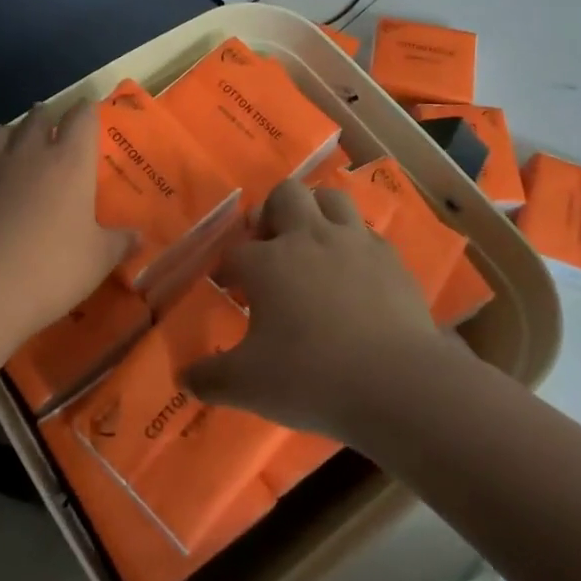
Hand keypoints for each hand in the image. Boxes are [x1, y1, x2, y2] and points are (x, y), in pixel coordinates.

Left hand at [0, 100, 130, 345]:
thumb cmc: (48, 269)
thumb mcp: (97, 261)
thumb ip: (119, 243)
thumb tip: (138, 236)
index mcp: (68, 163)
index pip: (81, 119)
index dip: (86, 110)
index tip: (89, 108)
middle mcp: (27, 155)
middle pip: (37, 119)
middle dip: (46, 117)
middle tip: (52, 124)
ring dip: (9, 134)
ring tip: (14, 142)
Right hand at [184, 178, 461, 437]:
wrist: (396, 383)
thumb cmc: (311, 378)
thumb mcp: (248, 385)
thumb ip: (210, 378)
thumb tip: (184, 378)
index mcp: (267, 262)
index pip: (236, 252)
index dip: (228, 268)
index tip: (229, 288)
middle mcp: (308, 238)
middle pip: (285, 195)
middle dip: (272, 213)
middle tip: (270, 247)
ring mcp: (353, 242)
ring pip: (330, 198)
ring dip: (316, 212)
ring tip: (312, 244)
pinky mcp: (390, 258)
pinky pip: (366, 233)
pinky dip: (353, 243)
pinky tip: (354, 272)